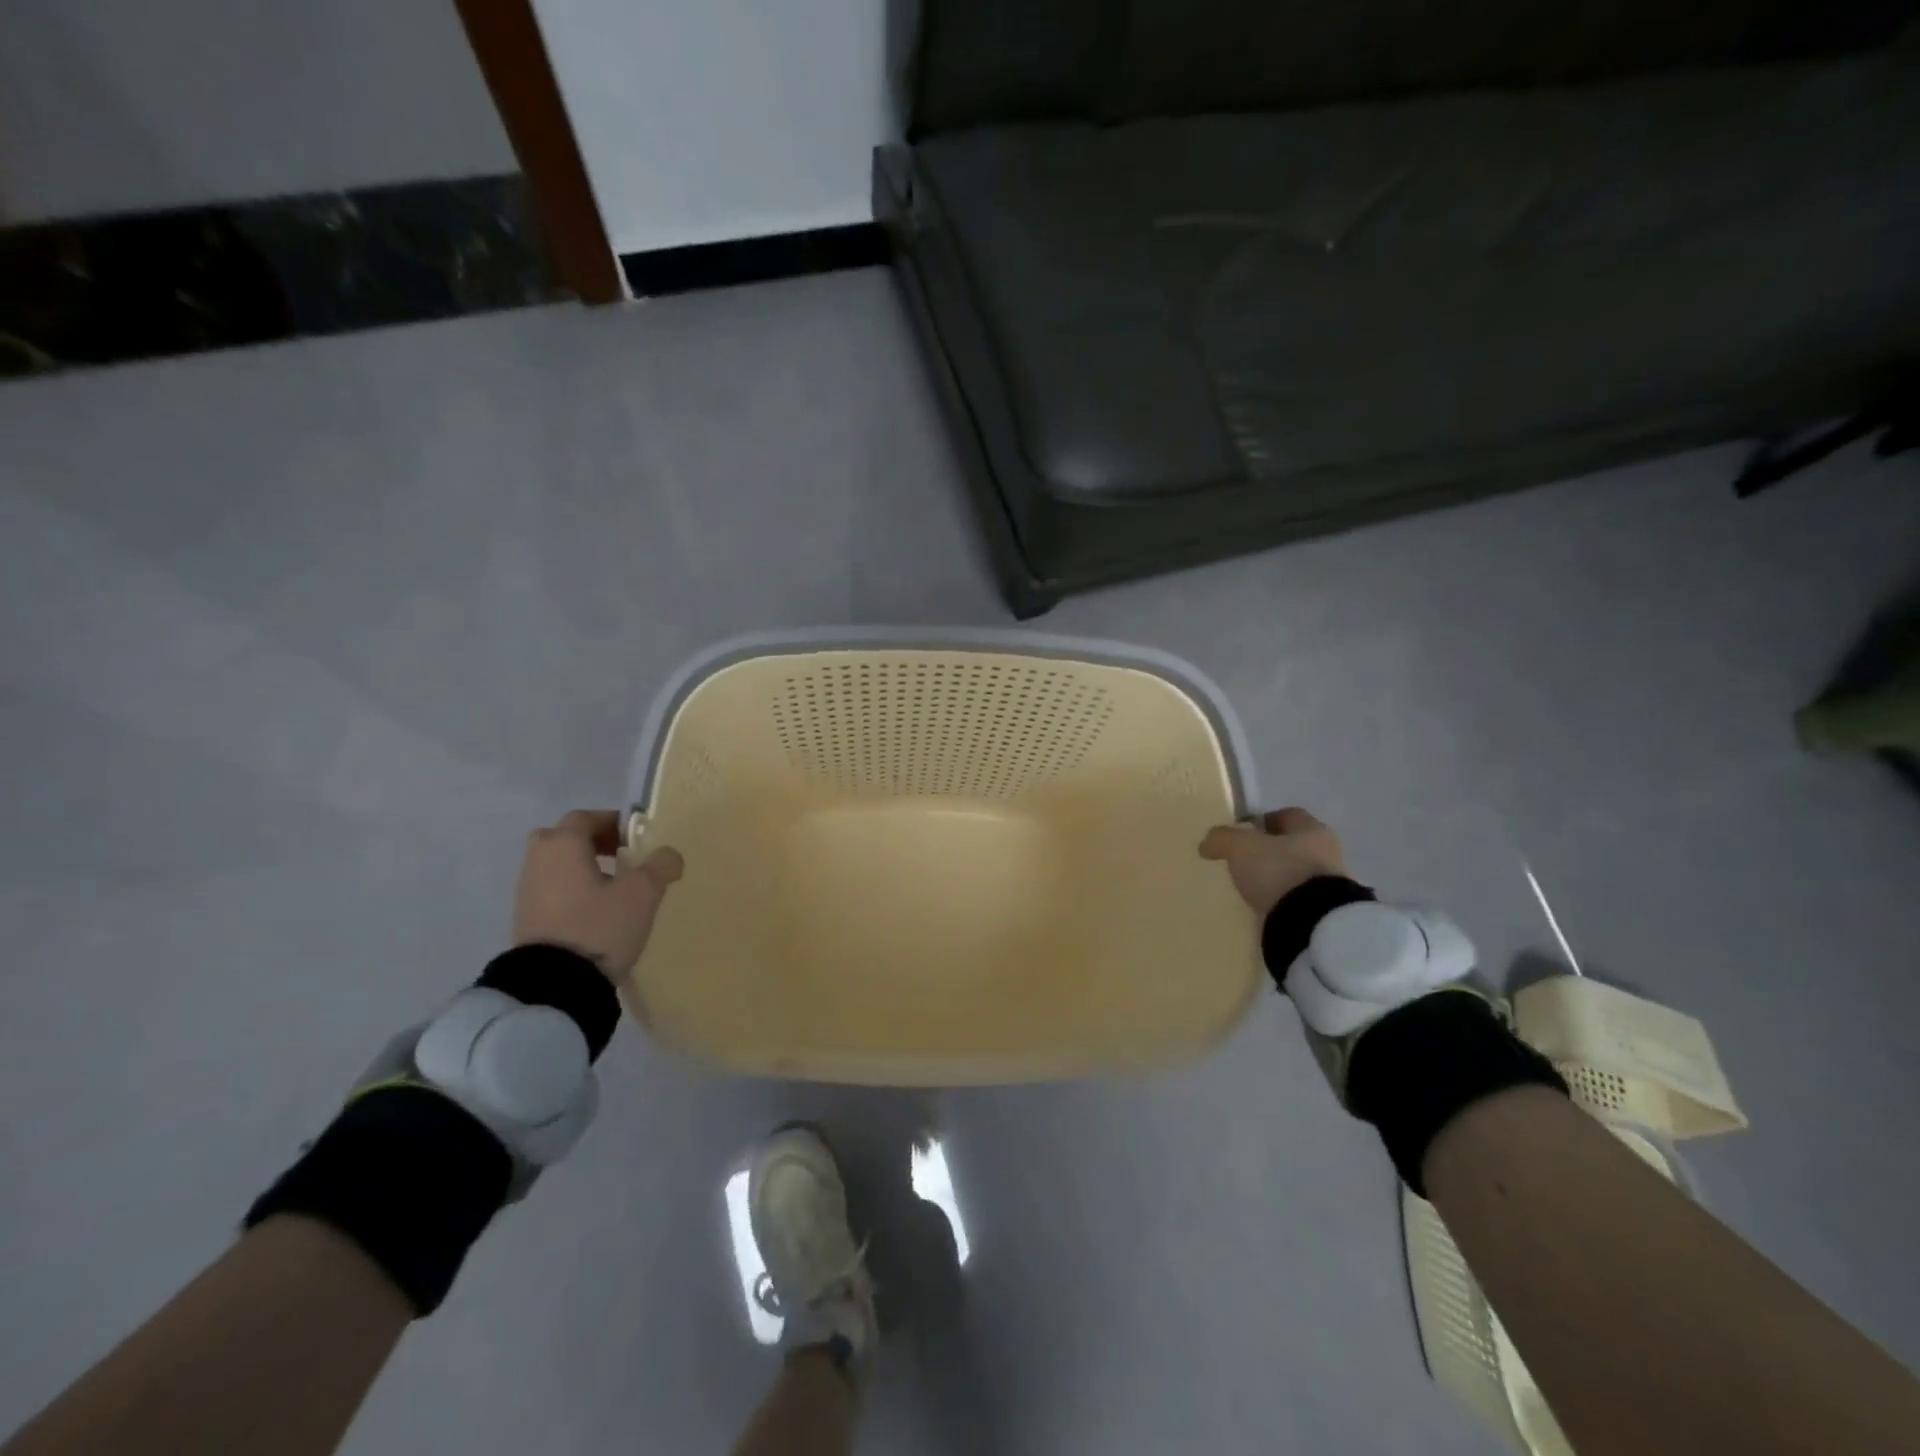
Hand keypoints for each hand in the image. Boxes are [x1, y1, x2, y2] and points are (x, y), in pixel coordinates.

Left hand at [512, 809, 682, 977]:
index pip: (585, 818)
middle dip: (591, 843)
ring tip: (613, 890)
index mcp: (563, 845)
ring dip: (582, 869)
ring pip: (555, 866)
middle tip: (621, 858)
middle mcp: (538, 861)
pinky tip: (595, 914)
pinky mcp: (525, 921)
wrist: (554, 986)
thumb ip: (660, 866)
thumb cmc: (599, 926)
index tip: (637, 840)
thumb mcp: (642, 894)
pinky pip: (550, 891)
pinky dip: (571, 892)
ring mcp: (526, 892)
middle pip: (562, 838)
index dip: (613, 823)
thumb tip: (668, 855)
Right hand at [1199, 807, 1348, 915]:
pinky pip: (1298, 898)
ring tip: (1252, 887)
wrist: (1311, 923)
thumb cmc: (1279, 870)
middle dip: (1269, 851)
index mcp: (1312, 828)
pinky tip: (1266, 906)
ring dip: (1277, 877)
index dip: (1262, 820)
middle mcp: (1327, 851)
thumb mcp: (1240, 847)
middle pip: (1292, 844)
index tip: (1242, 832)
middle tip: (1243, 861)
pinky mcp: (1326, 912)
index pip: (1287, 815)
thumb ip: (1222, 839)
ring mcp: (1330, 884)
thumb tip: (1207, 842)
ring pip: (1296, 872)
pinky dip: (1283, 899)